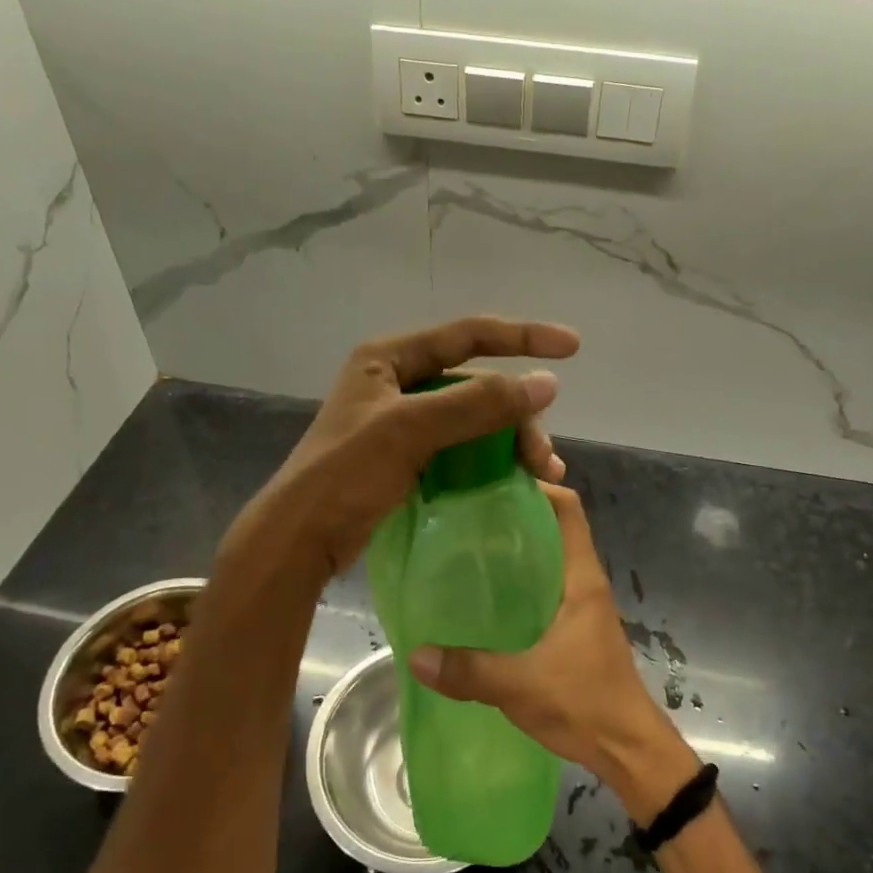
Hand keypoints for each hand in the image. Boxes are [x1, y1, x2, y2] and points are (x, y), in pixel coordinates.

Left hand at [249, 316, 579, 576]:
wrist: (300, 538)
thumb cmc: (346, 473)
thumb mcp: (411, 429)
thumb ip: (478, 403)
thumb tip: (547, 382)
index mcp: (390, 357)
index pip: (469, 334)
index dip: (523, 336)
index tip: (572, 347)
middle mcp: (398, 381)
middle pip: (477, 383)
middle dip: (518, 414)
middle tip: (544, 456)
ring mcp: (402, 420)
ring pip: (475, 417)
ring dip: (511, 440)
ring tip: (541, 472)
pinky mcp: (407, 456)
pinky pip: (463, 446)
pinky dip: (492, 458)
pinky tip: (516, 479)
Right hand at [407, 484, 699, 822]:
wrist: (630, 750)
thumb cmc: (585, 704)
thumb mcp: (521, 685)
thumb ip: (469, 670)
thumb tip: (416, 654)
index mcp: (582, 579)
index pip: (568, 510)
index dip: (539, 487)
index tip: (495, 481)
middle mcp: (585, 583)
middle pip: (556, 529)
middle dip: (518, 515)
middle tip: (468, 512)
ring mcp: (583, 606)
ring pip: (551, 559)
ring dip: (520, 549)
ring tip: (470, 547)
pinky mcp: (577, 629)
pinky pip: (547, 588)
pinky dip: (522, 580)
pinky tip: (489, 596)